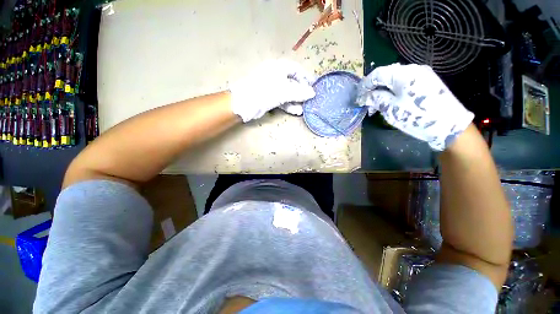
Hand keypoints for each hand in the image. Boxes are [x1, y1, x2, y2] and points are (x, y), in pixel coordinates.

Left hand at [230, 59, 315, 121]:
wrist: (245, 103)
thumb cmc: (265, 91)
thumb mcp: (284, 91)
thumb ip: (299, 92)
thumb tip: (313, 93)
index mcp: (279, 67)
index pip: (296, 69)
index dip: (305, 77)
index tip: (313, 86)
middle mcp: (275, 75)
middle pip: (292, 82)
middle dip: (301, 92)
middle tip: (309, 100)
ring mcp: (271, 87)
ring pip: (287, 93)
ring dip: (295, 101)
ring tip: (303, 109)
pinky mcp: (268, 97)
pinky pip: (281, 100)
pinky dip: (288, 105)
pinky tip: (295, 111)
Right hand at [356, 63, 473, 150]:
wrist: (449, 125)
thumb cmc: (417, 116)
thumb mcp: (391, 108)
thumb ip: (375, 99)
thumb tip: (364, 96)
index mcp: (403, 73)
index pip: (377, 73)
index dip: (364, 85)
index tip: (357, 96)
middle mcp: (413, 69)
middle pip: (386, 75)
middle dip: (373, 89)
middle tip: (365, 103)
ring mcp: (421, 75)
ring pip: (394, 80)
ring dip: (382, 92)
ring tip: (376, 106)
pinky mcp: (425, 83)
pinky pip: (403, 84)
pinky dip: (392, 92)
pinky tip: (389, 102)